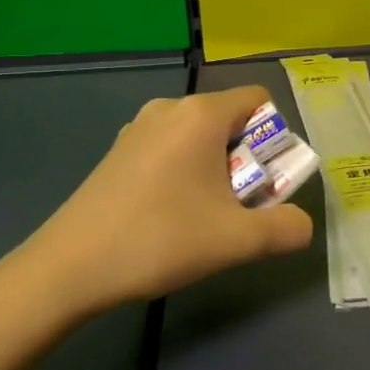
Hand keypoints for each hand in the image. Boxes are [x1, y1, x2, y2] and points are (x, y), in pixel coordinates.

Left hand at [0, 86, 313, 320]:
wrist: (68, 268)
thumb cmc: (160, 239)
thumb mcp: (237, 240)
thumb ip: (285, 229)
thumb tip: (301, 225)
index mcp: (201, 114)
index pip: (259, 101)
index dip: (276, 138)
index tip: (267, 181)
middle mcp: (169, 108)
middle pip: (230, 120)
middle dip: (246, 160)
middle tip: (239, 207)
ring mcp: (137, 128)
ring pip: (198, 138)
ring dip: (215, 170)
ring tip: (203, 217)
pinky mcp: (117, 152)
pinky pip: (169, 150)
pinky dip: (184, 174)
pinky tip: (168, 217)